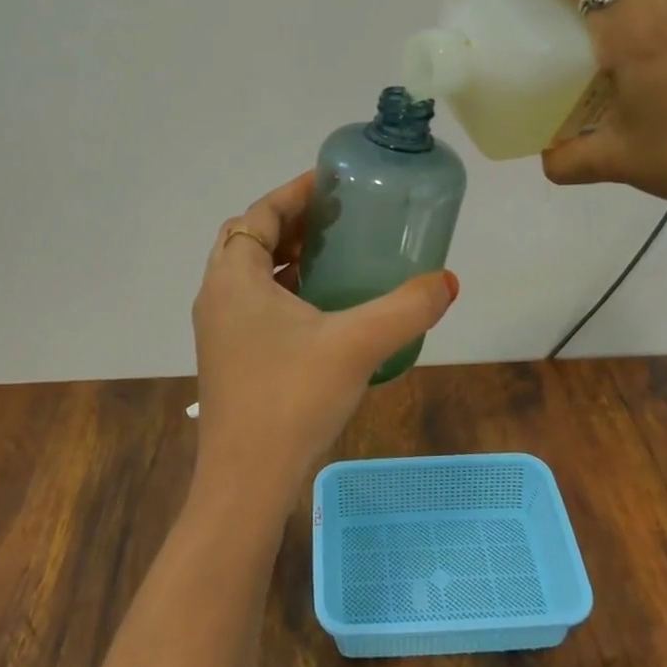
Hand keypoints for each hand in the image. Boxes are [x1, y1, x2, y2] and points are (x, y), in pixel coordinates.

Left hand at [191, 173, 458, 518]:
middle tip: (338, 217)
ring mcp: (219, 330)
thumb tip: (448, 281)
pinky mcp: (229, 357)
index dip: (294, 193)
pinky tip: (323, 308)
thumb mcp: (356, 345)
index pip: (259, 214)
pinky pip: (254, 304)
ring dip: (286, 256)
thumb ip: (406, 309)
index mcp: (234, 278)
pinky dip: (284, 290)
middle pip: (251, 239)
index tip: (332, 183)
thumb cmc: (291, 399)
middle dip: (292, 222)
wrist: (246, 483)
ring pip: (251, 274)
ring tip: (334, 253)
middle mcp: (217, 296)